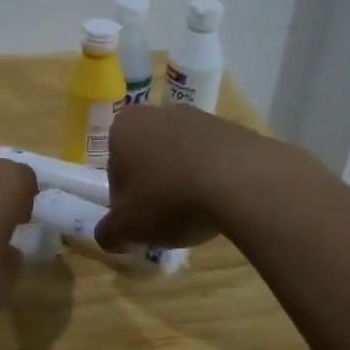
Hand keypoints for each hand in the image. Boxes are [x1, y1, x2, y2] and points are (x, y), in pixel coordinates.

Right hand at [94, 102, 271, 250]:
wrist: (241, 181)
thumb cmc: (169, 199)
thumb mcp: (127, 228)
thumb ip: (109, 233)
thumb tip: (108, 236)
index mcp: (123, 128)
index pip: (114, 166)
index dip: (124, 198)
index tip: (138, 220)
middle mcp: (157, 113)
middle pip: (148, 156)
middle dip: (154, 185)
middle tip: (165, 218)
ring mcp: (199, 116)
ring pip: (181, 155)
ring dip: (184, 180)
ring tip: (198, 214)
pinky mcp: (233, 127)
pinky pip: (214, 157)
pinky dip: (213, 177)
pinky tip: (222, 202)